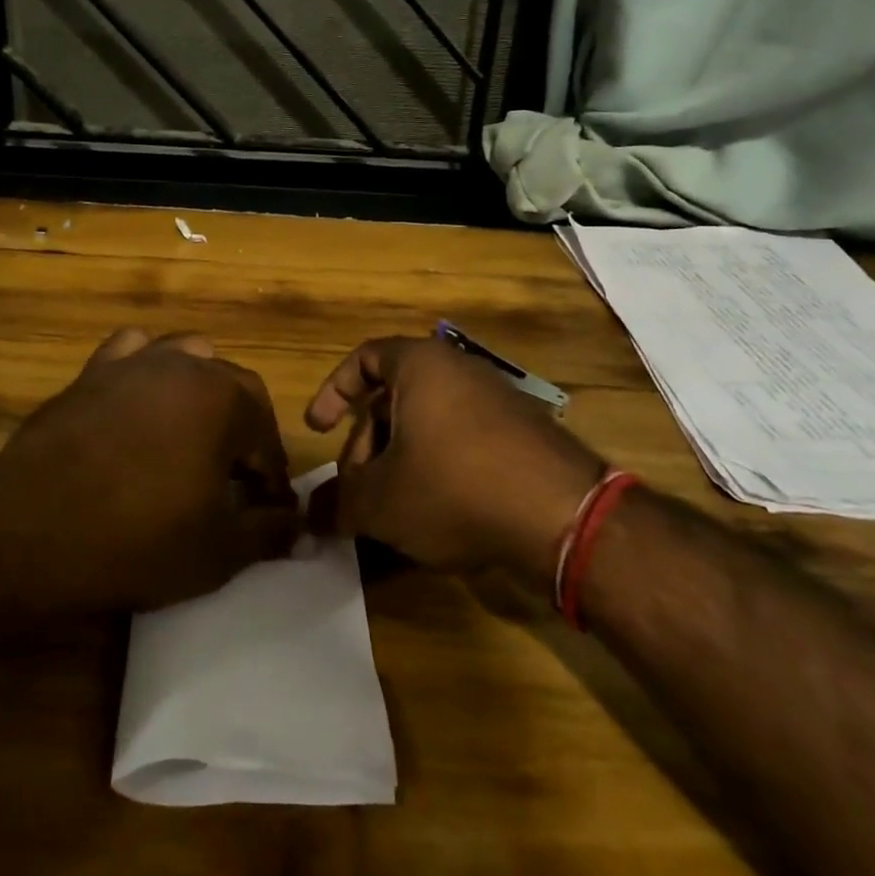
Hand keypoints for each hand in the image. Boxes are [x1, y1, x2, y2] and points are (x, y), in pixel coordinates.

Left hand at [0, 329, 299, 615]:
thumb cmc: (136, 541)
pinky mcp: (93, 370)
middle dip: (242, 433)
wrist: (28, 533)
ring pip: (188, 359)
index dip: (271, 477)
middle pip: (234, 389)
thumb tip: (303, 530)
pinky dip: (147, 371)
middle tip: (232, 482)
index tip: (266, 511)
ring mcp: (135, 361)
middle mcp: (185, 364)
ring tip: (191, 438)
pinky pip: (132, 353)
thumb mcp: (217, 550)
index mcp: (224, 398)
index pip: (267, 435)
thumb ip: (269, 534)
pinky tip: (139, 403)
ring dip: (202, 393)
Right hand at [304, 336, 605, 581]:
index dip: (333, 392)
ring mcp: (497, 399)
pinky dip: (440, 468)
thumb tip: (311, 515)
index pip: (363, 358)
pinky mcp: (524, 433)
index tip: (317, 429)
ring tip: (395, 510)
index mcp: (420, 365)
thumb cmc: (455, 488)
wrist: (563, 517)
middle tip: (358, 491)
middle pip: (395, 398)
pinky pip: (464, 440)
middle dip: (367, 445)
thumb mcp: (381, 501)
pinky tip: (440, 514)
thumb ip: (338, 503)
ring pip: (429, 423)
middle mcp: (459, 370)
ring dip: (401, 461)